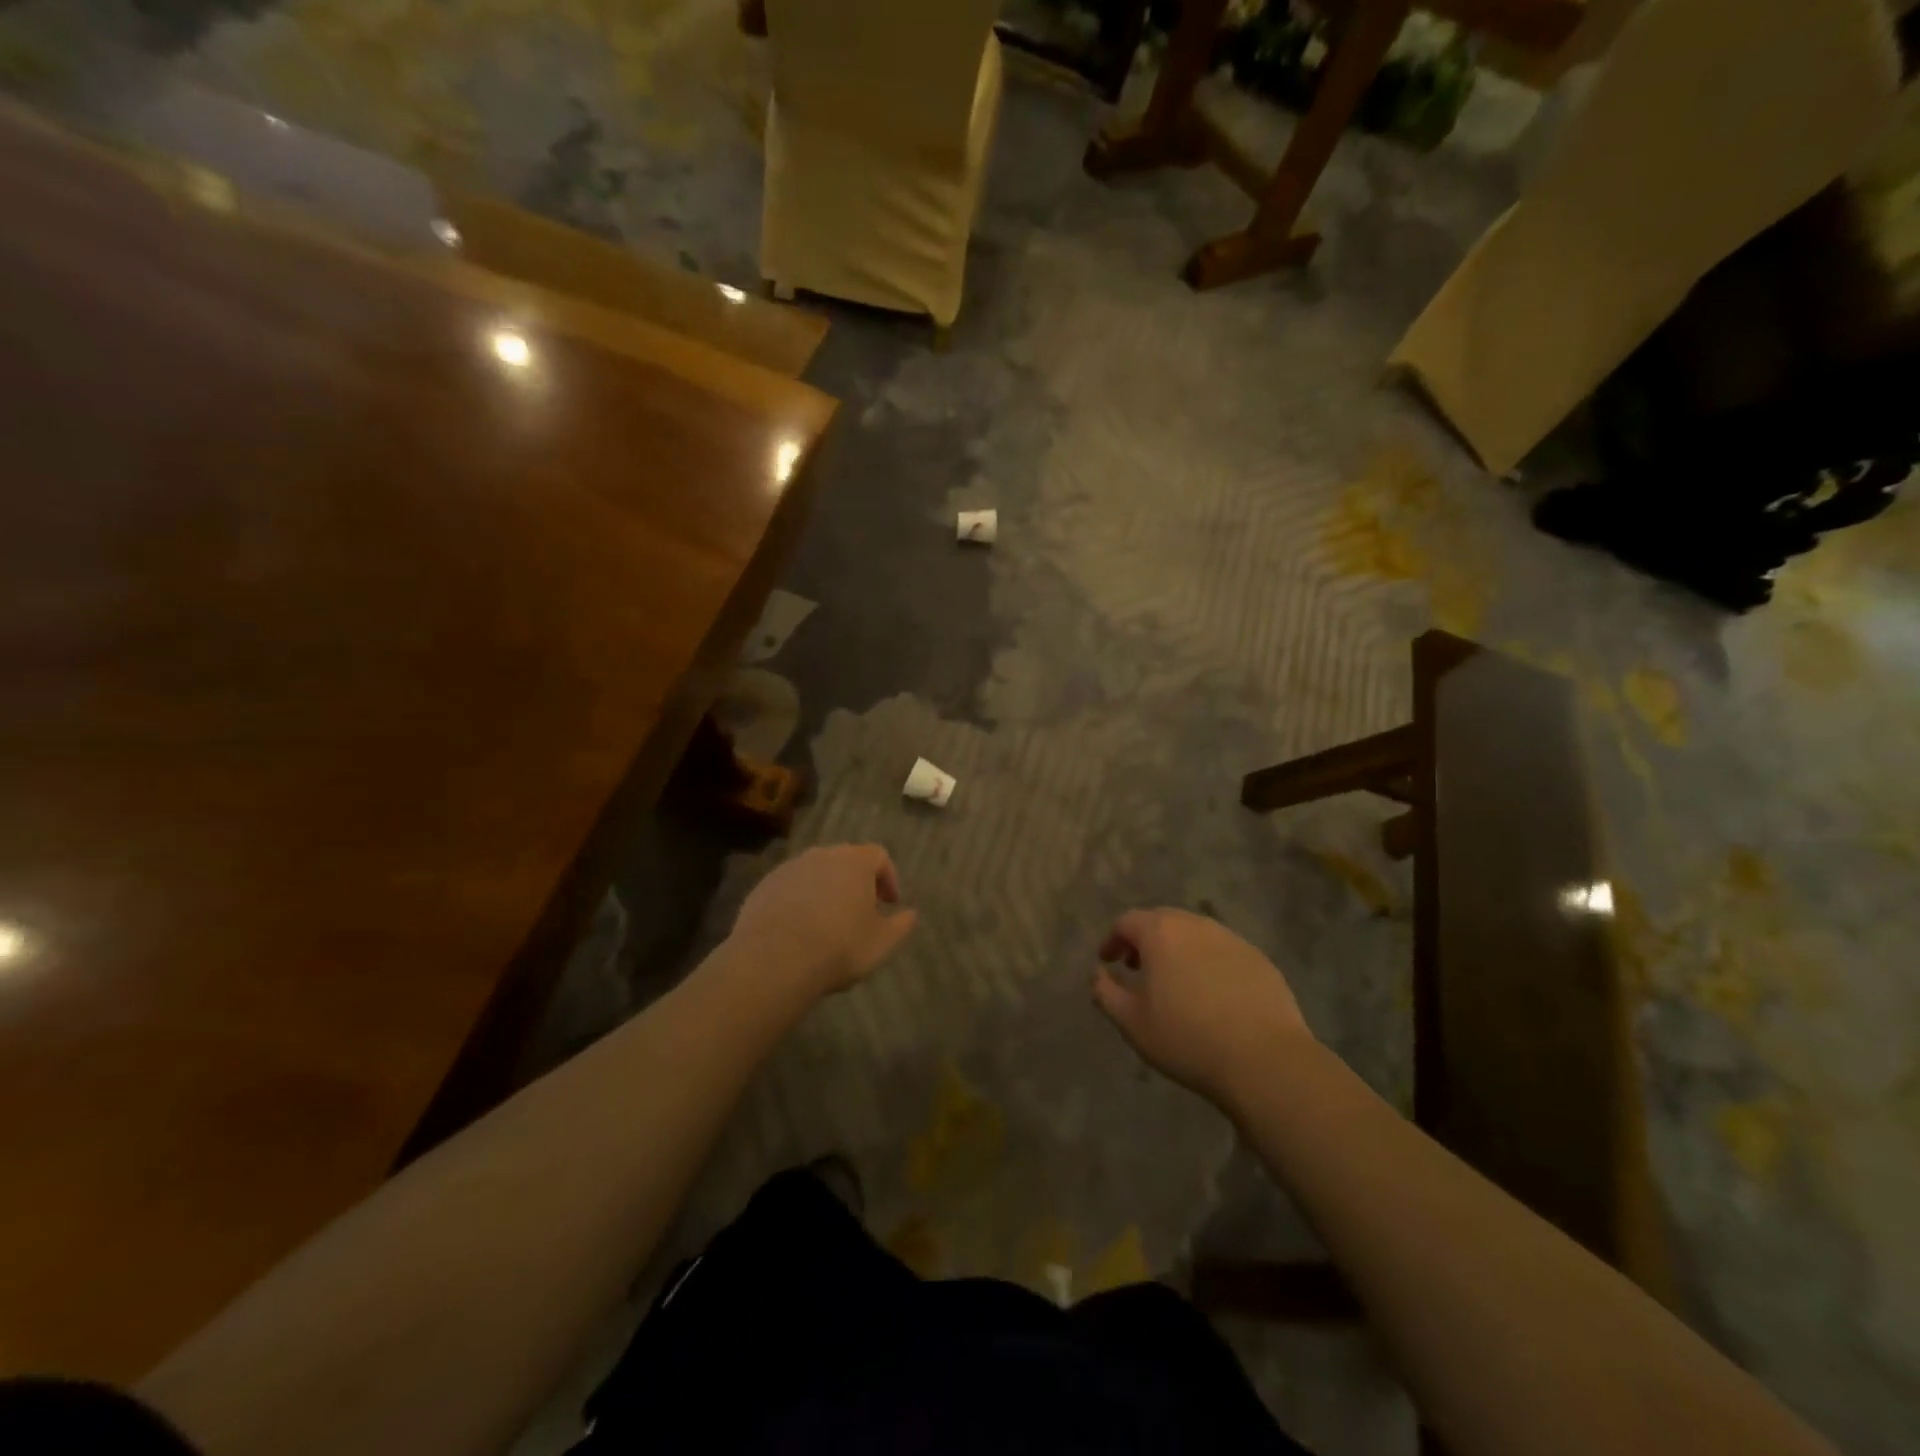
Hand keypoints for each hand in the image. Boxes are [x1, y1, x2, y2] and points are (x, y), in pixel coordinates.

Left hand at [730, 844, 917, 996]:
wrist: (774, 960)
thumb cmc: (838, 947)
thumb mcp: (881, 943)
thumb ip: (901, 925)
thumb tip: (910, 914)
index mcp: (855, 862)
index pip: (879, 856)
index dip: (888, 878)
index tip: (889, 903)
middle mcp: (822, 855)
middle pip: (846, 859)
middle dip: (857, 881)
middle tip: (861, 910)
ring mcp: (789, 868)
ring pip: (816, 872)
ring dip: (826, 889)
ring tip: (828, 921)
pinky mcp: (764, 885)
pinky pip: (790, 887)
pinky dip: (800, 900)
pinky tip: (799, 928)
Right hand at [1092, 908, 1313, 1108]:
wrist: (1265, 1060)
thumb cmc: (1187, 1038)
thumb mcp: (1131, 1022)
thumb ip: (1105, 992)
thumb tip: (1098, 973)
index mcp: (1161, 932)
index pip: (1127, 922)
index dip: (1113, 940)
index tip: (1108, 962)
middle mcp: (1196, 924)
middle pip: (1162, 921)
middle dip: (1145, 940)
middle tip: (1138, 968)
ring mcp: (1232, 939)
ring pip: (1195, 935)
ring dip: (1178, 950)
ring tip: (1175, 982)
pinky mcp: (1259, 959)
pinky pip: (1223, 952)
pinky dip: (1208, 963)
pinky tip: (1212, 995)